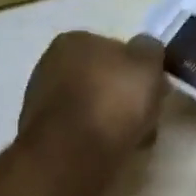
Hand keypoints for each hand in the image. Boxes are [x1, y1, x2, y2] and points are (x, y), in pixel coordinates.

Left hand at [18, 31, 166, 164]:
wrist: (72, 155)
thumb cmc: (113, 100)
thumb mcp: (148, 64)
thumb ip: (150, 50)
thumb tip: (144, 51)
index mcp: (74, 40)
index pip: (115, 48)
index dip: (139, 68)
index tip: (155, 87)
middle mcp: (50, 64)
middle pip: (102, 78)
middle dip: (124, 95)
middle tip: (147, 114)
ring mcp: (41, 101)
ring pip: (92, 105)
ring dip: (112, 118)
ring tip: (133, 138)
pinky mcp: (41, 135)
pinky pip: (80, 130)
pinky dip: (96, 137)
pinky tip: (111, 150)